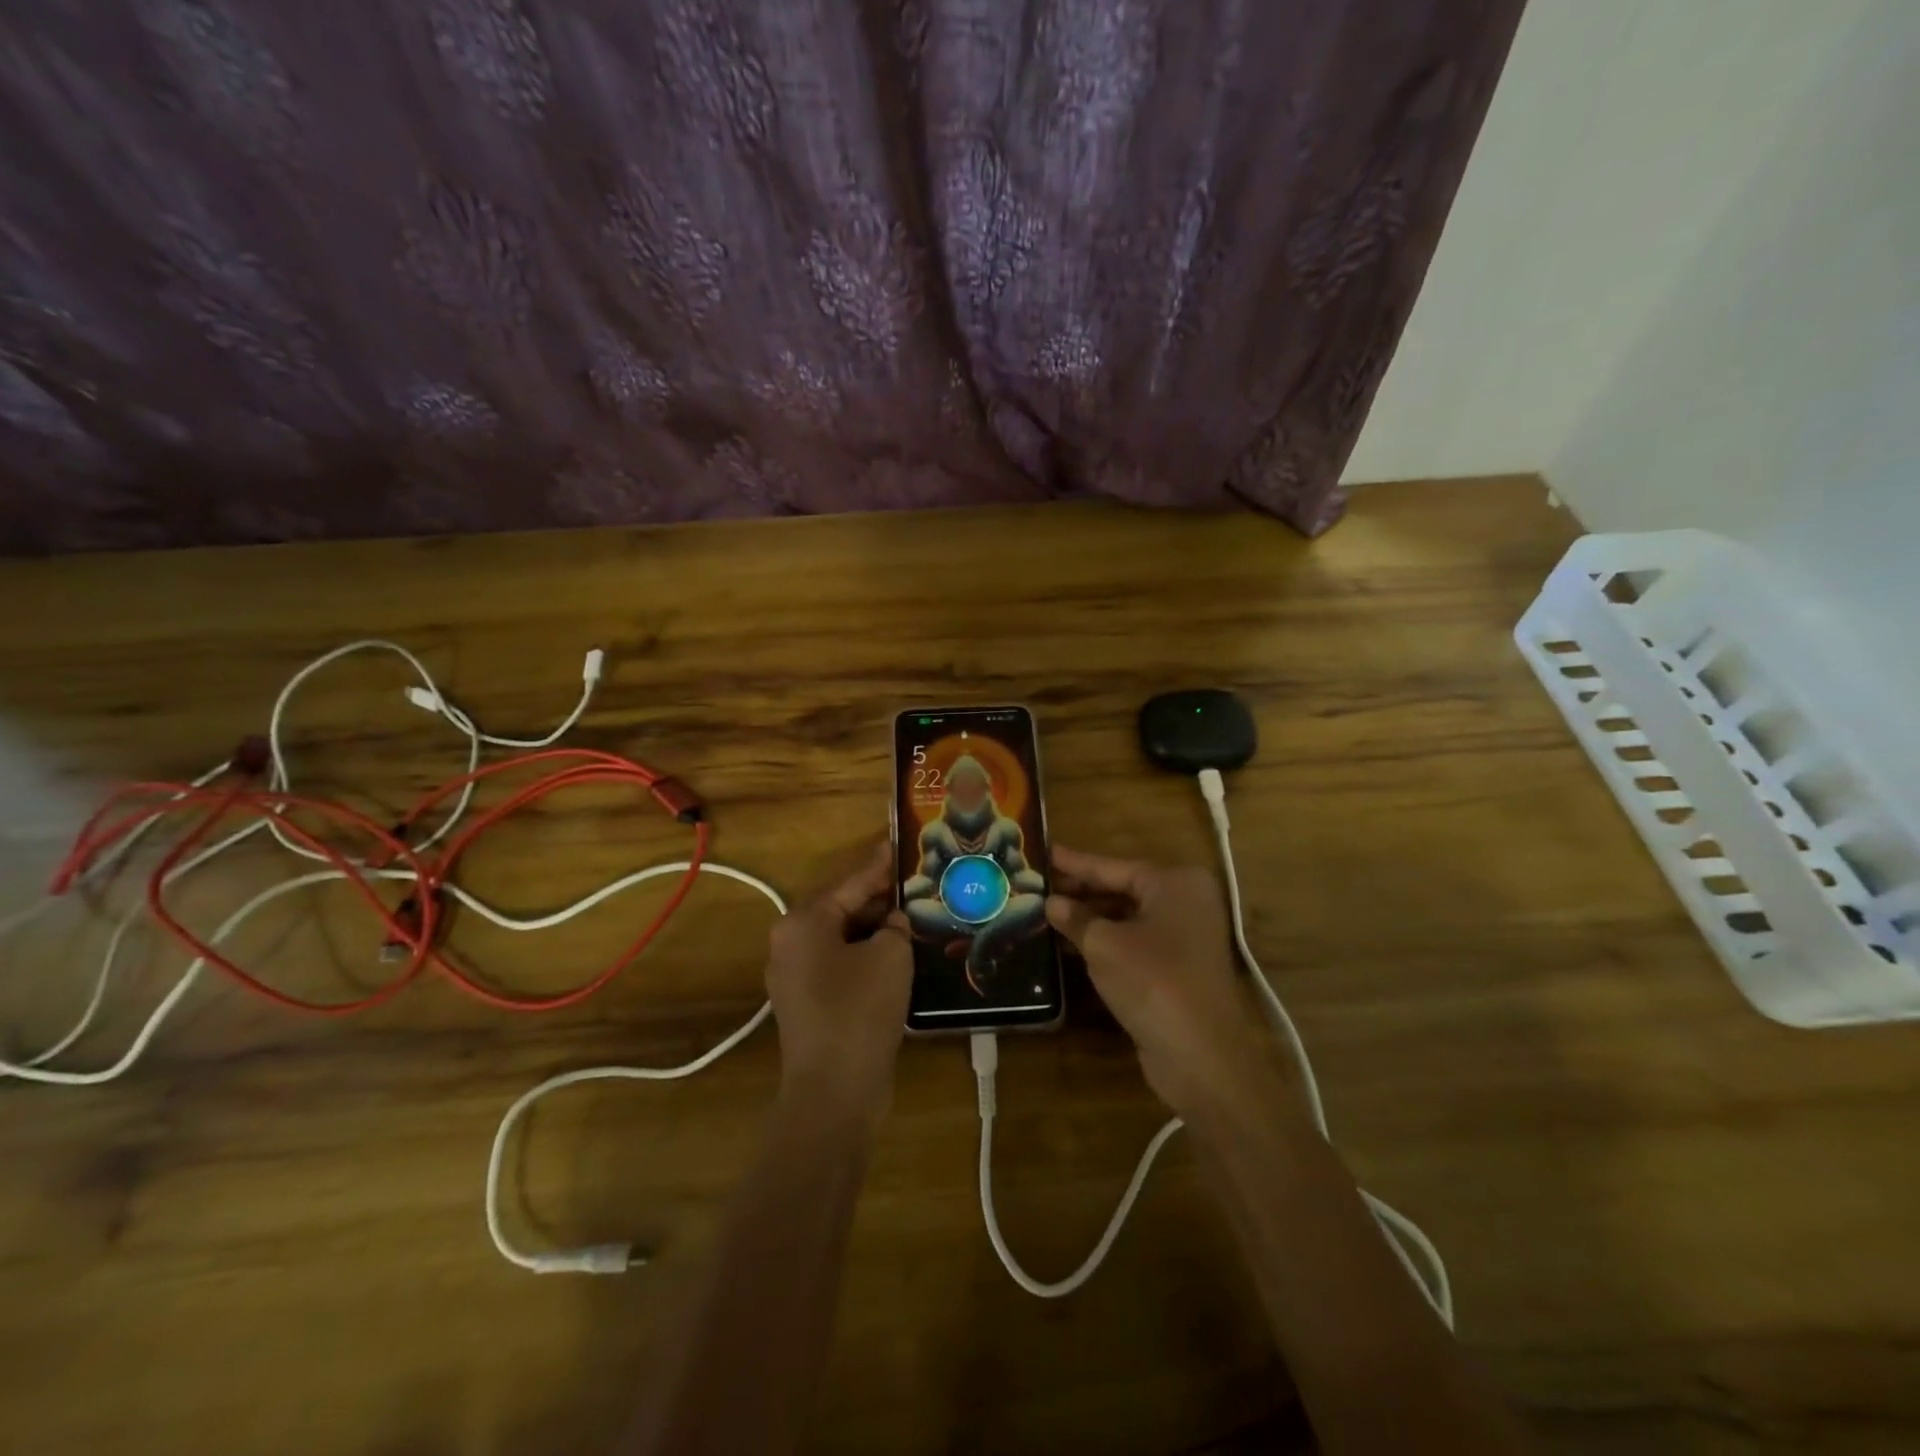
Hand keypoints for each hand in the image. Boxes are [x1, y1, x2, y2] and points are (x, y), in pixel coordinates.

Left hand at [765, 844, 912, 1127]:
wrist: (834, 1091)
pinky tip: (898, 955)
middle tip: (915, 884)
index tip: (900, 844)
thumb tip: (892, 922)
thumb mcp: (890, 956)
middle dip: (879, 898)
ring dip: (875, 929)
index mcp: (803, 922)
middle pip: (841, 908)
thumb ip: (895, 926)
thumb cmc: (860, 1010)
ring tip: (913, 916)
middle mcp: (790, 943)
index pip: (850, 882)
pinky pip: (840, 964)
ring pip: (842, 938)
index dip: (879, 865)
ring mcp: (795, 976)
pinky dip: (866, 955)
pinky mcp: (808, 1003)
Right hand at [1046, 844, 1284, 1125]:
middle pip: (1123, 890)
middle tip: (1039, 887)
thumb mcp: (1103, 945)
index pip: (1114, 867)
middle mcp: (1186, 903)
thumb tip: (1052, 903)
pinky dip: (1106, 943)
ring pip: (1128, 919)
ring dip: (1091, 920)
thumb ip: (1075, 918)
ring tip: (1048, 914)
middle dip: (1082, 892)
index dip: (1076, 863)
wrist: (1201, 1055)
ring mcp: (1186, 937)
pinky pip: (1135, 944)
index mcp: (1175, 883)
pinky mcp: (1179, 969)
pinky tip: (1071, 946)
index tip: (1045, 852)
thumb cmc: (1152, 981)